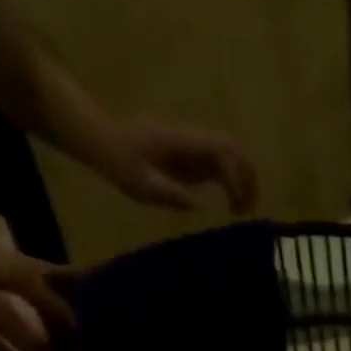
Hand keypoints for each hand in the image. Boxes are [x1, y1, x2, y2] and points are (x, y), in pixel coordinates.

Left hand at [93, 116, 256, 214]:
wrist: (100, 140)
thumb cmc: (118, 162)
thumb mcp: (143, 184)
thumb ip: (174, 194)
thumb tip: (205, 205)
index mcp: (181, 141)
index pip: (221, 149)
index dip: (236, 176)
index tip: (235, 206)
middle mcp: (190, 139)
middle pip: (232, 149)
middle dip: (248, 178)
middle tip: (250, 210)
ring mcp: (190, 145)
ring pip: (229, 158)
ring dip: (241, 183)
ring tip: (240, 212)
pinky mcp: (188, 155)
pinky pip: (218, 166)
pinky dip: (229, 185)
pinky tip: (227, 206)